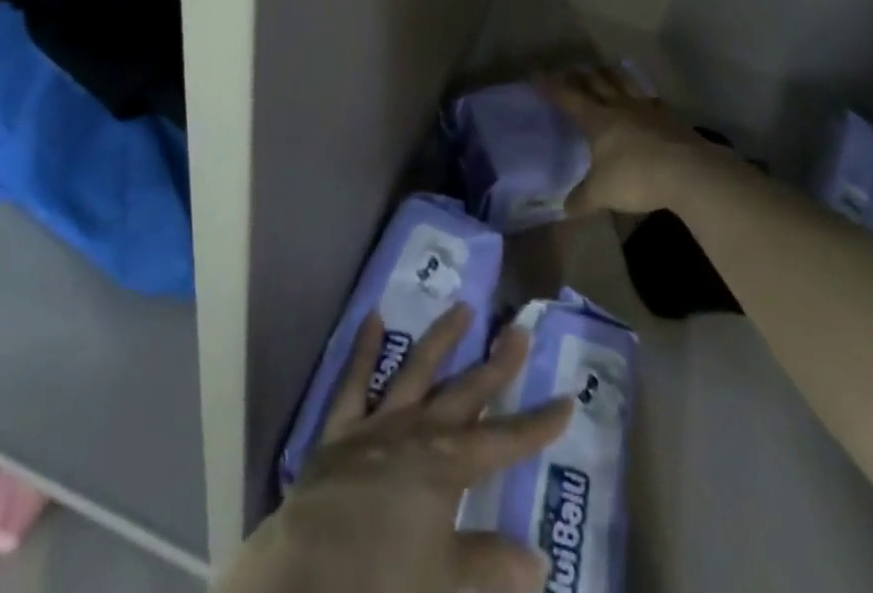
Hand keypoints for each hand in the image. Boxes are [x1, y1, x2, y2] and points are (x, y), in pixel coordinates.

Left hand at [217, 303, 573, 592]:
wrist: (305, 574)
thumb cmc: (382, 577)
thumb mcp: (447, 581)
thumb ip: (491, 565)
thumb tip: (539, 563)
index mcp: (449, 465)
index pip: (506, 440)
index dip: (538, 424)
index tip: (567, 400)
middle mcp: (419, 431)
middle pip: (467, 392)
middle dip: (498, 365)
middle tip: (520, 329)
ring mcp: (379, 424)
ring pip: (417, 370)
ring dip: (441, 339)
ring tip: (463, 306)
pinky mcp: (341, 430)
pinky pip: (354, 382)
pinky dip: (364, 350)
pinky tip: (372, 318)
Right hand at [539, 65, 717, 216]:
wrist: (689, 172)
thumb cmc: (636, 177)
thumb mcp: (602, 193)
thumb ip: (582, 198)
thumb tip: (566, 207)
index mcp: (597, 119)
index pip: (568, 97)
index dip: (551, 86)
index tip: (537, 74)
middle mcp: (619, 107)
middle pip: (597, 82)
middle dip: (581, 74)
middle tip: (571, 68)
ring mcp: (647, 109)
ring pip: (624, 82)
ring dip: (611, 74)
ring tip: (604, 68)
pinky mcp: (670, 117)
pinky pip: (651, 98)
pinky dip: (642, 94)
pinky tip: (645, 98)